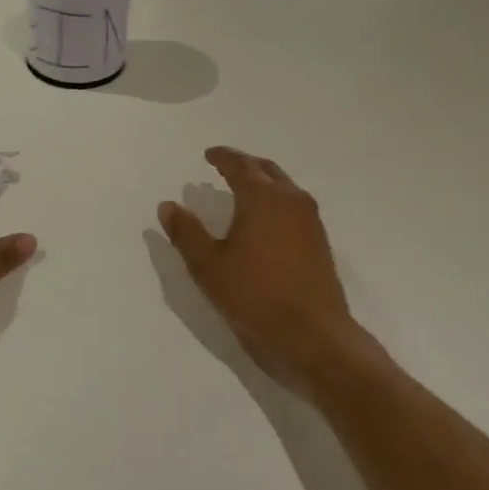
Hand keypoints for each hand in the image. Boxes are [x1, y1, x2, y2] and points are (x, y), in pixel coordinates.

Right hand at [158, 147, 385, 391]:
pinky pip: (294, 206)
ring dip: (263, 182)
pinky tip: (264, 220)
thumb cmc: (254, 296)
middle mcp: (291, 201)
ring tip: (242, 190)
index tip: (209, 154)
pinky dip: (276, 201)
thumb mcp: (208, 266)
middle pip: (266, 170)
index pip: (240, 166)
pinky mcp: (320, 242)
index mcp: (262, 198)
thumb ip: (186, 233)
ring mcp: (310, 221)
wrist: (312, 335)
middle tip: (224, 166)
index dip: (222, 157)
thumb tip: (168, 206)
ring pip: (284, 187)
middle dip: (244, 165)